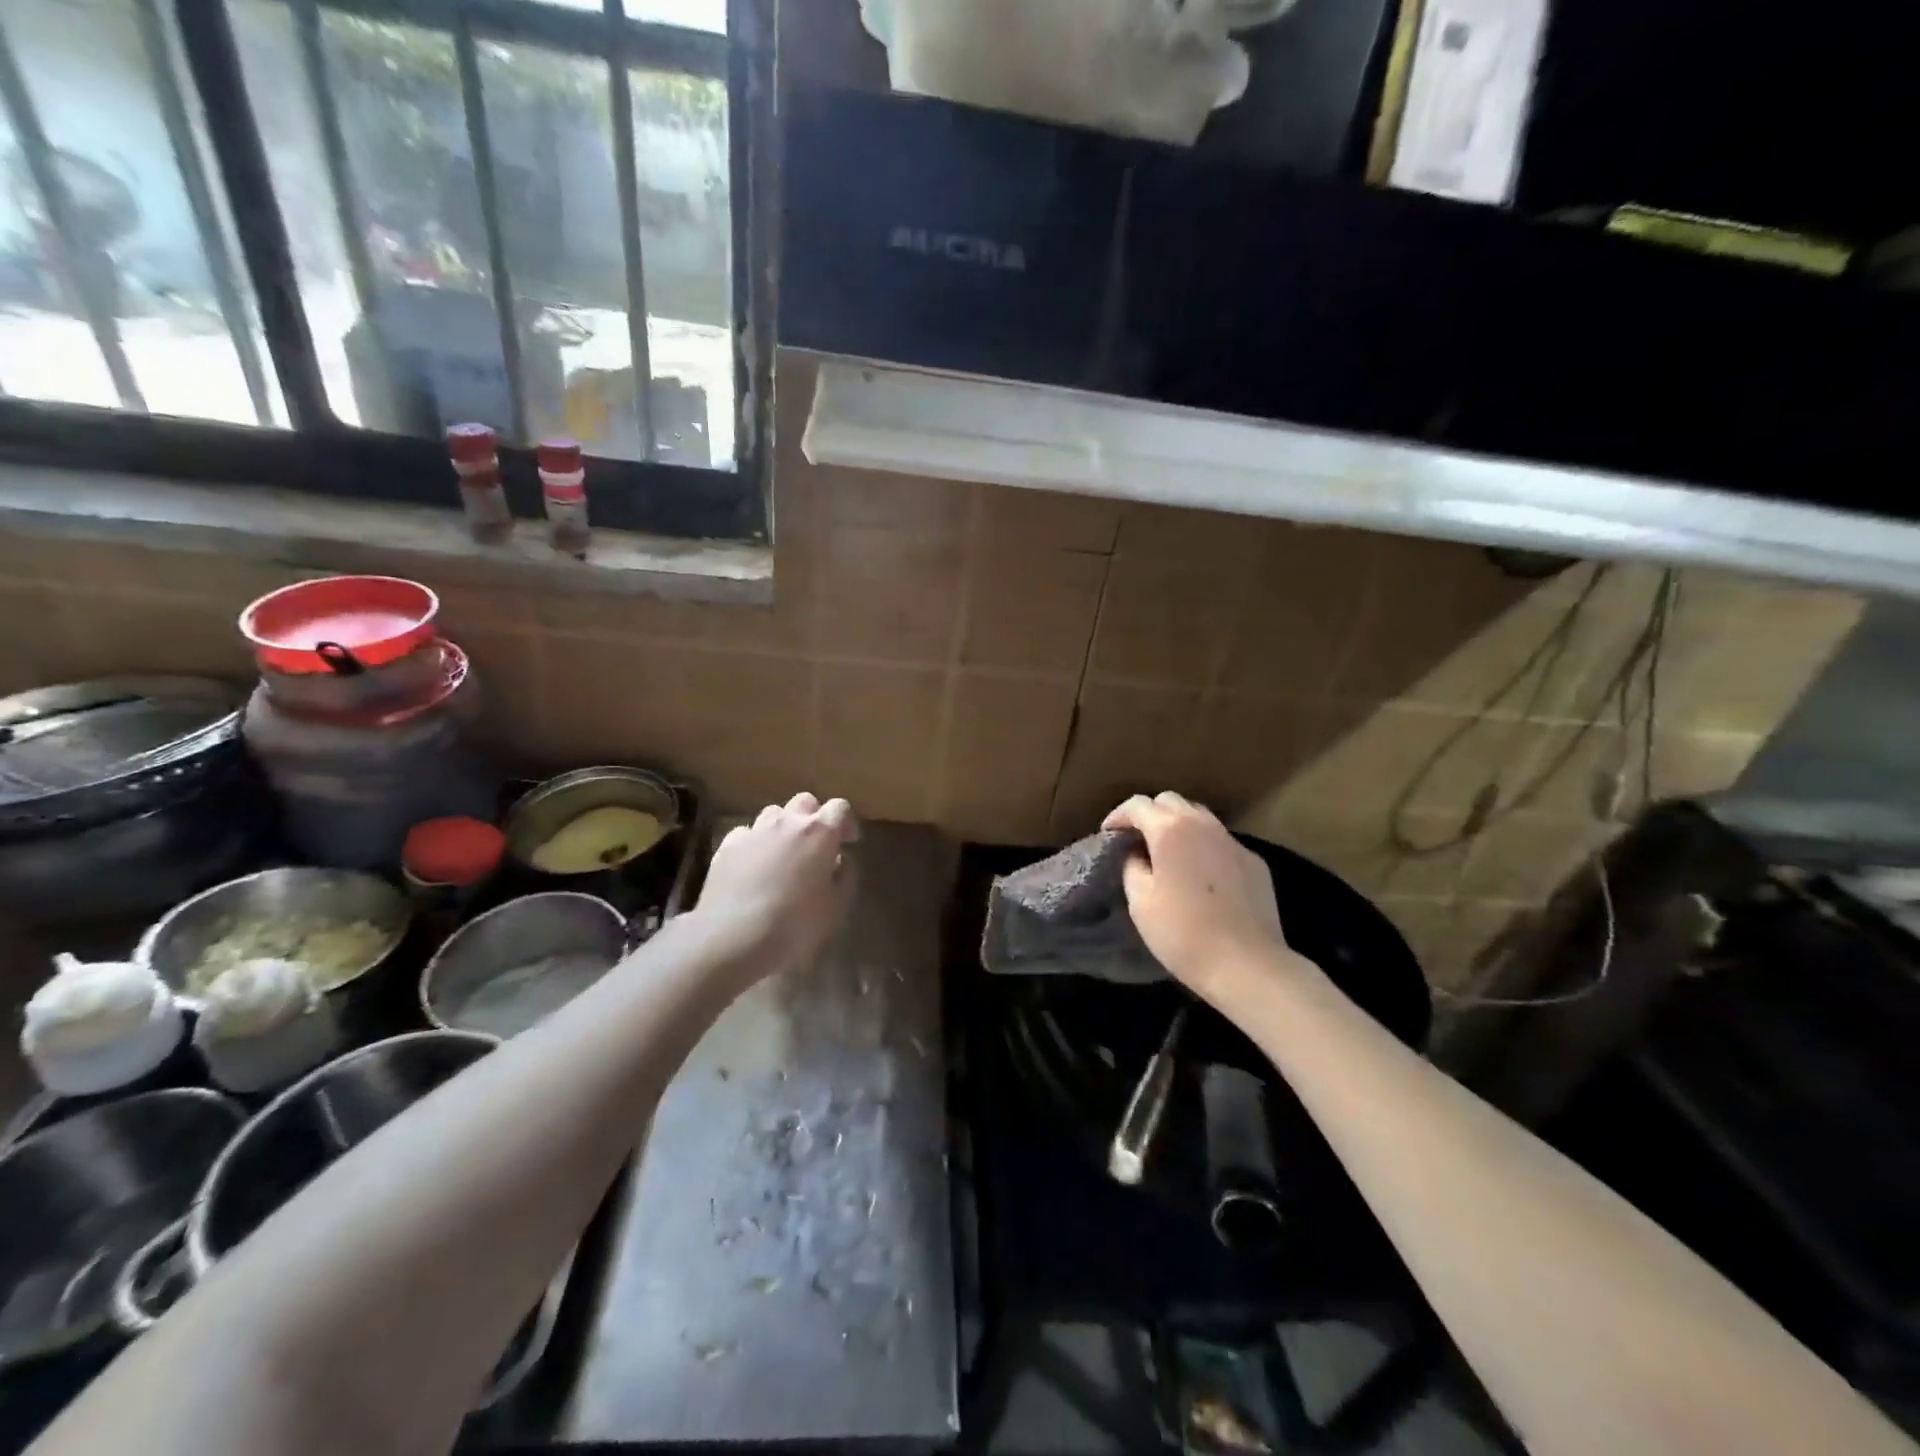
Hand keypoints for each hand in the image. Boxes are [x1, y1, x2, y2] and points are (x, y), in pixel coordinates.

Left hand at [695, 792, 857, 983]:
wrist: (733, 937)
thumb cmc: (795, 924)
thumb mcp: (835, 906)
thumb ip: (844, 876)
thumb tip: (840, 860)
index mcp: (820, 832)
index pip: (839, 808)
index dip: (846, 823)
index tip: (848, 842)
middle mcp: (787, 822)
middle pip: (805, 802)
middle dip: (814, 818)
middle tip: (816, 846)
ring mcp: (754, 831)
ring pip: (773, 813)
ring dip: (783, 827)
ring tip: (784, 854)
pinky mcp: (727, 846)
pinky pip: (746, 833)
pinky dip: (755, 843)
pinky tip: (754, 866)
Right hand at [1103, 793, 1301, 1002]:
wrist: (1247, 965)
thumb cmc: (1183, 933)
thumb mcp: (1140, 902)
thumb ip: (1132, 867)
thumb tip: (1137, 855)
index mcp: (1171, 830)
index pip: (1138, 805)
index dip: (1118, 816)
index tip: (1109, 834)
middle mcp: (1204, 825)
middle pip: (1171, 801)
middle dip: (1150, 815)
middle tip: (1137, 840)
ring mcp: (1233, 842)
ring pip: (1200, 817)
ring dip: (1179, 826)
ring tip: (1168, 854)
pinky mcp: (1254, 862)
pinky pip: (1221, 842)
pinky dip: (1204, 847)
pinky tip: (1201, 875)